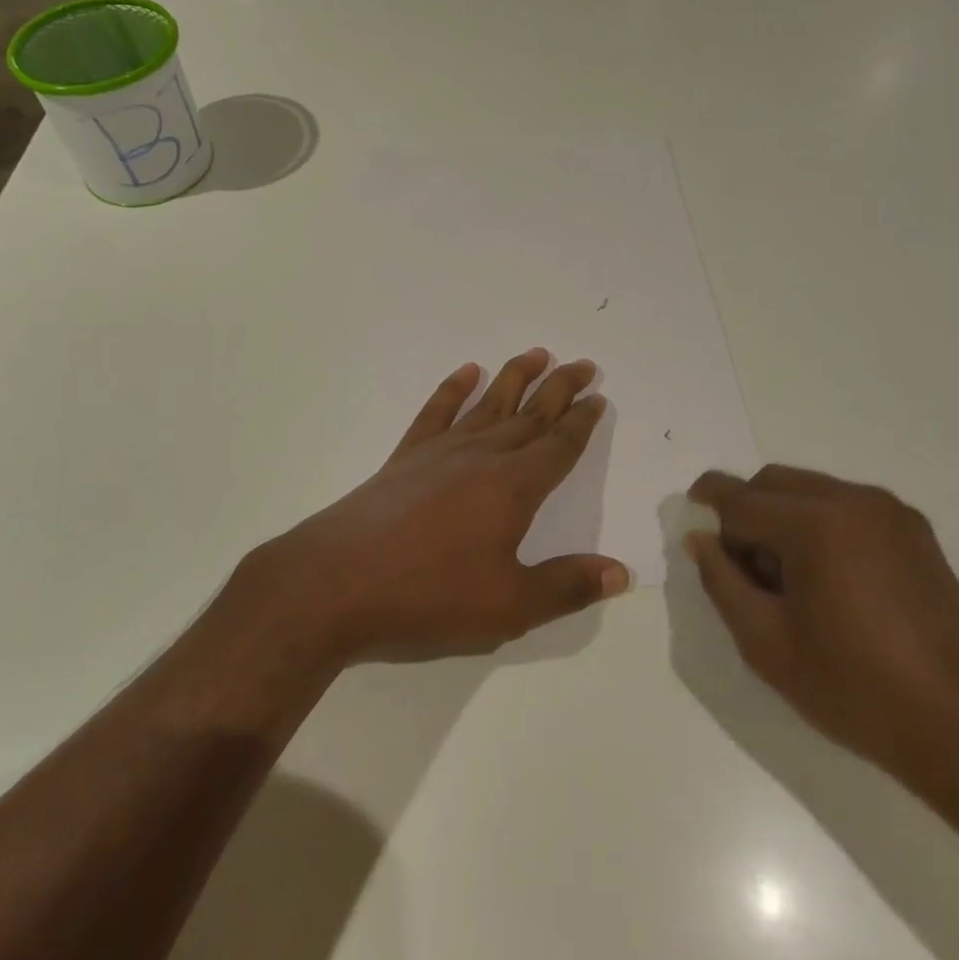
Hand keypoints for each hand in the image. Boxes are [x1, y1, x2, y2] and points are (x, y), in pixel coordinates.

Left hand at [230, 349, 629, 665]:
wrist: (337, 583)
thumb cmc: (428, 596)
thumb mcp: (508, 606)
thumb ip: (566, 587)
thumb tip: (621, 572)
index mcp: (513, 487)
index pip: (558, 446)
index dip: (581, 422)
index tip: (597, 397)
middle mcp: (482, 457)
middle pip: (530, 414)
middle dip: (559, 388)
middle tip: (583, 364)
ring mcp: (440, 451)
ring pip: (489, 404)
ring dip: (515, 377)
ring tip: (537, 353)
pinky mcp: (405, 457)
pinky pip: (436, 411)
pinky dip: (453, 388)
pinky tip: (466, 372)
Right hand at [682, 465, 958, 779]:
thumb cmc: (856, 689)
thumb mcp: (766, 644)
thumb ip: (721, 581)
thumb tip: (700, 538)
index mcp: (816, 524)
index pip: (741, 499)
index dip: (709, 507)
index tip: (691, 518)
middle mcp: (853, 500)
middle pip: (774, 482)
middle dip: (746, 511)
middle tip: (742, 567)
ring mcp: (889, 511)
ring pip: (810, 489)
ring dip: (782, 516)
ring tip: (788, 579)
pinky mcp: (914, 530)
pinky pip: (846, 506)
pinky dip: (820, 524)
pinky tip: (828, 579)